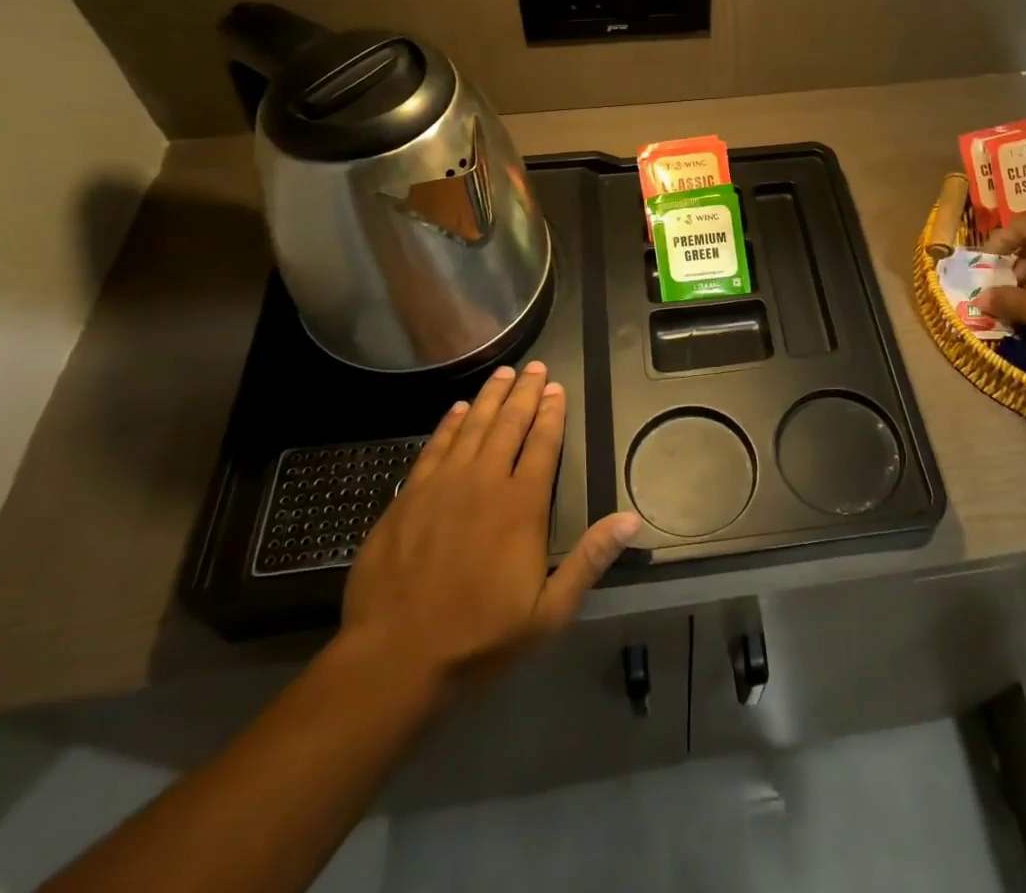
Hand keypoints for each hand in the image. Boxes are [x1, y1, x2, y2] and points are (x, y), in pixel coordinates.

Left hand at [335, 362, 640, 701]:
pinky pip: (435, 446)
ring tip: (504, 373)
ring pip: (472, 426)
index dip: (552, 413)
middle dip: (526, 393)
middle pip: (509, 424)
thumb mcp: (548, 612)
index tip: (558, 388)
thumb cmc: (479, 638)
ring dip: (490, 397)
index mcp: (522, 505)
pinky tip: (457, 409)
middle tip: (536, 367)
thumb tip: (631, 519)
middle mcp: (484, 481)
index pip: (543, 444)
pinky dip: (449, 423)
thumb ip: (589, 560)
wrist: (394, 658)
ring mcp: (443, 485)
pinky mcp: (409, 496)